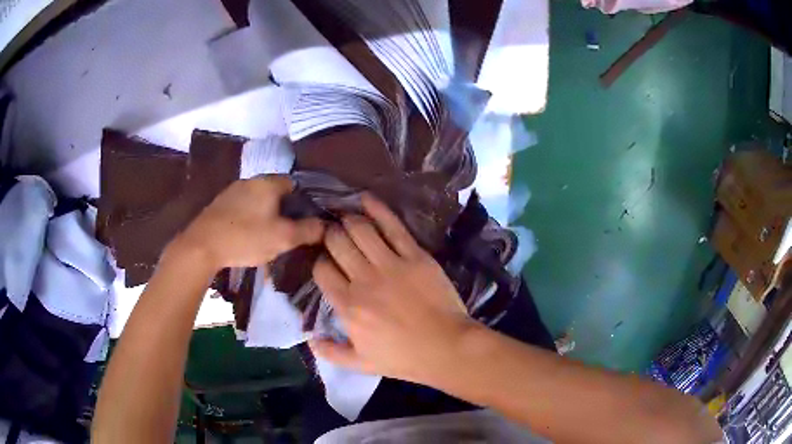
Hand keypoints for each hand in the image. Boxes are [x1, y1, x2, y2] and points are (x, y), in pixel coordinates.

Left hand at [175, 176, 324, 270]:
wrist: (201, 246)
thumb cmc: (245, 238)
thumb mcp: (282, 238)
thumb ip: (307, 230)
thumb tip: (326, 226)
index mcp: (267, 183)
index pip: (294, 183)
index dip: (303, 200)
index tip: (306, 219)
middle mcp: (249, 181)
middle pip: (275, 191)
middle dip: (284, 208)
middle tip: (289, 230)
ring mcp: (231, 191)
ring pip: (257, 200)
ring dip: (265, 213)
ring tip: (269, 235)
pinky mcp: (218, 205)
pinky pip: (242, 207)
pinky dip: (249, 218)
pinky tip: (247, 235)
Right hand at [310, 193, 476, 384]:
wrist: (446, 347)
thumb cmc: (403, 358)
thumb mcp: (361, 364)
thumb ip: (331, 352)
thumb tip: (309, 340)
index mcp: (348, 305)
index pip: (322, 270)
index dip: (319, 260)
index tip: (324, 259)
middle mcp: (363, 279)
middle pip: (337, 243)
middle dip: (330, 234)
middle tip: (332, 232)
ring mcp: (390, 264)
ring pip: (360, 229)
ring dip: (348, 219)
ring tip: (345, 215)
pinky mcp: (415, 255)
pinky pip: (393, 226)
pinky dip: (377, 209)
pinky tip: (366, 198)